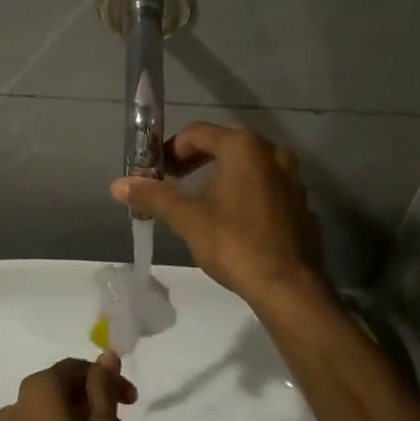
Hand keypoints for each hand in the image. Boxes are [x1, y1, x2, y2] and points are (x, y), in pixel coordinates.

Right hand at [110, 123, 324, 306]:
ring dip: (221, 175)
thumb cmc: (235, 242)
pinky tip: (232, 219)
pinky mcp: (301, 203)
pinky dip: (245, 192)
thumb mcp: (187, 218)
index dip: (172, 149)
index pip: (199, 133)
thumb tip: (117, 184)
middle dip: (196, 161)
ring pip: (248, 166)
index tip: (157, 170)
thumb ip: (154, 196)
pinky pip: (266, 187)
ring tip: (200, 200)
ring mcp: (292, 178)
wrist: (289, 287)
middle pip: (225, 145)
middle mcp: (272, 153)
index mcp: (244, 147)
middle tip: (174, 181)